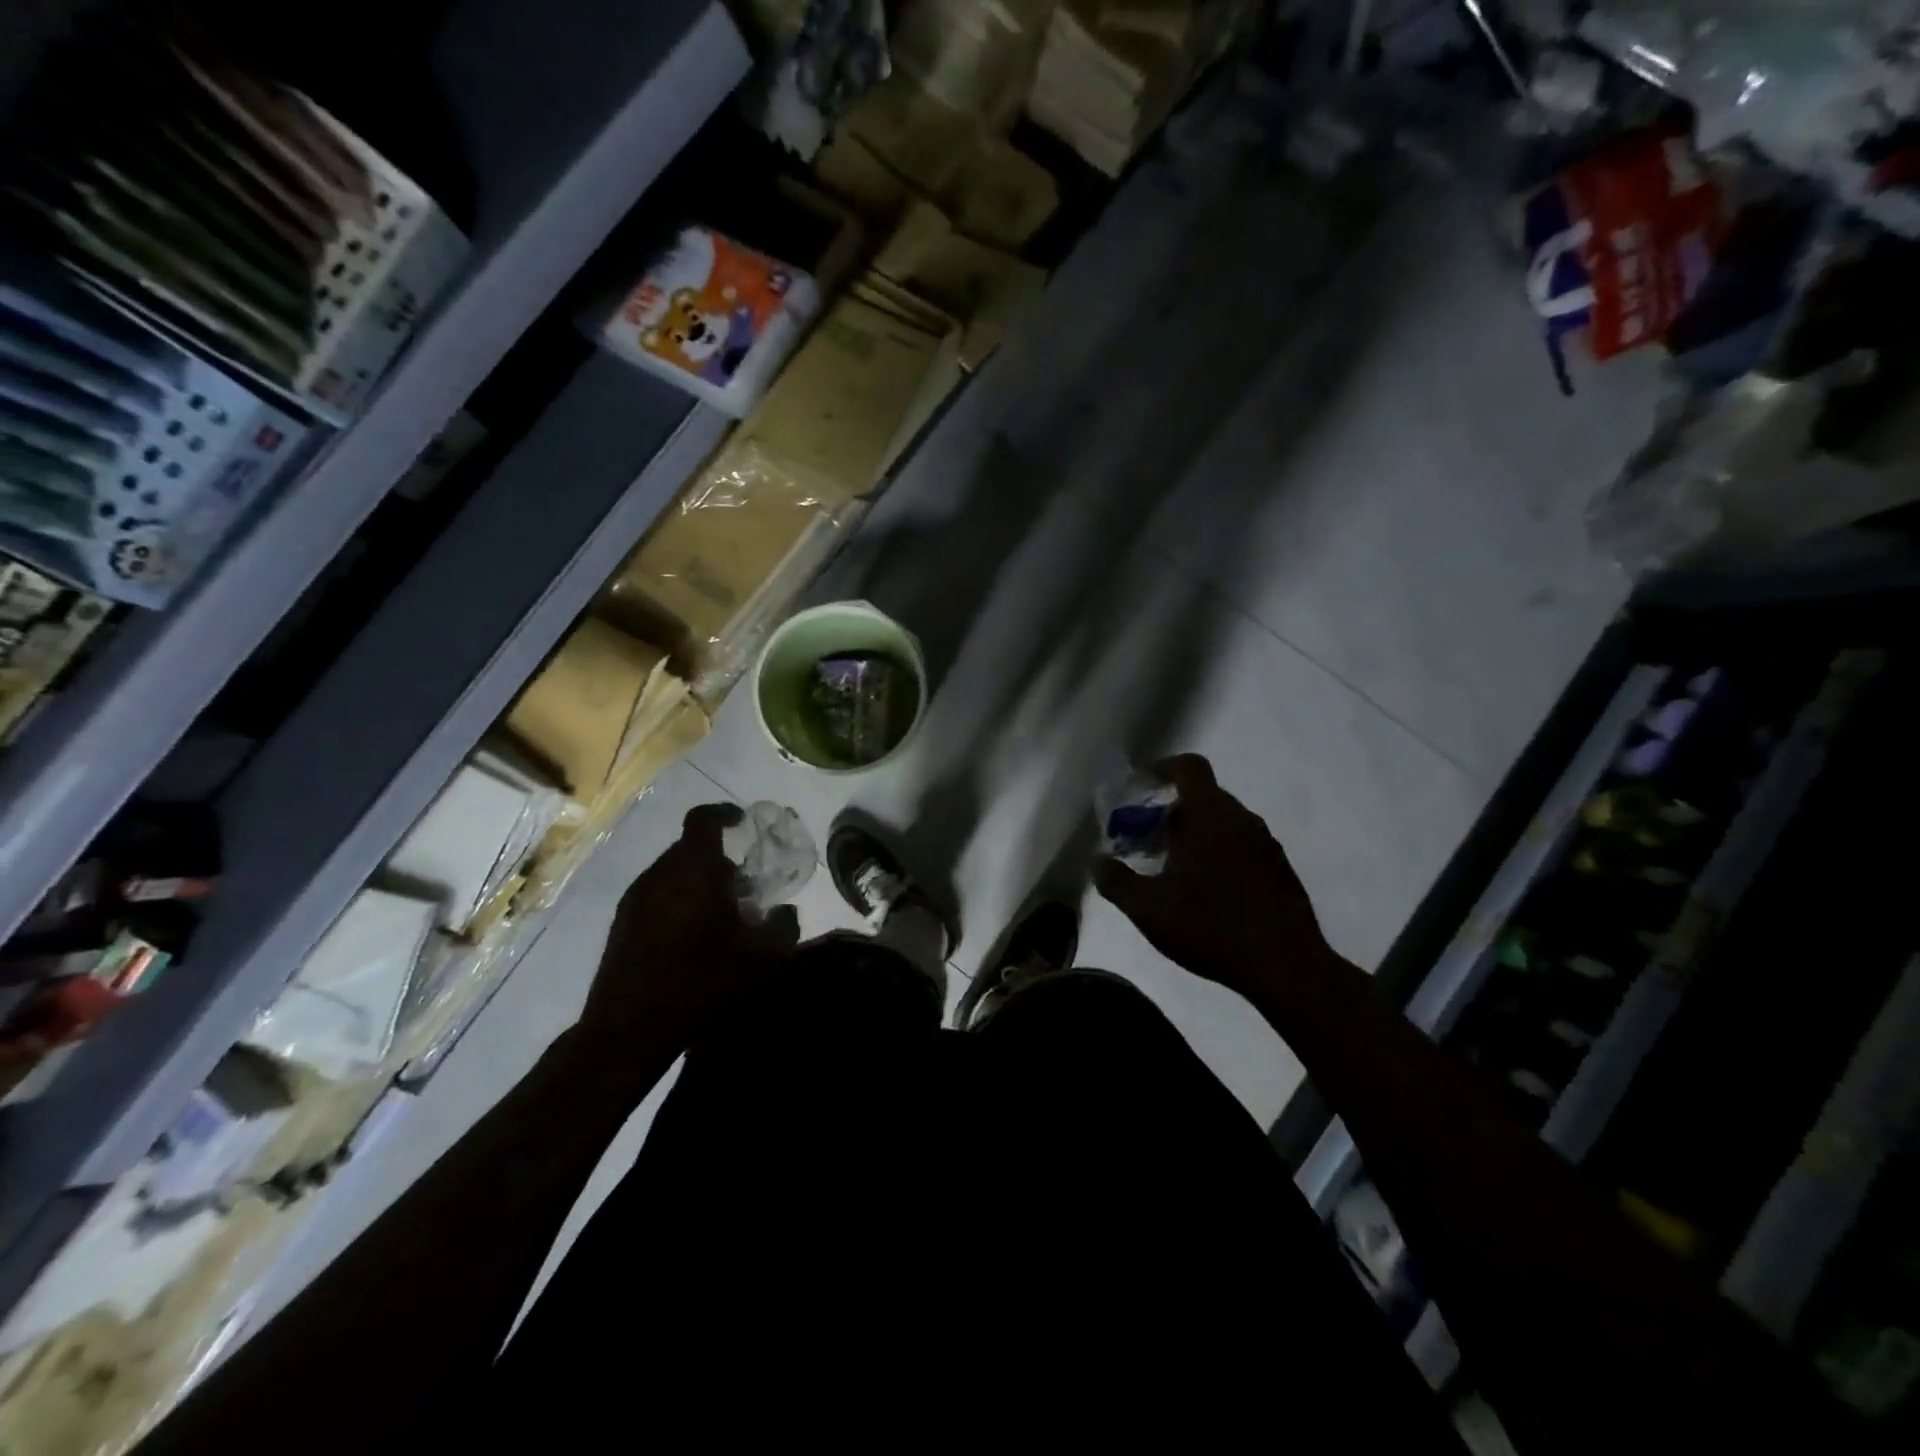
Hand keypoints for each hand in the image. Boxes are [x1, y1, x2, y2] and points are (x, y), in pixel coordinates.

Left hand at [582, 804, 799, 1050]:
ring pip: (672, 872)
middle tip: (743, 885)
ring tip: (720, 914)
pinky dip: (678, 900)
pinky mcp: (621, 924)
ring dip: (697, 881)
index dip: (724, 813)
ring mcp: (634, 899)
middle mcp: (659, 874)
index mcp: (693, 871)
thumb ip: (782, 926)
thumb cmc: (700, 983)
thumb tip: (785, 911)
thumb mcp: (761, 958)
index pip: (703, 820)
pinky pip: (656, 894)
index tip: (742, 822)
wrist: (629, 1031)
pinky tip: (692, 936)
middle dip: (718, 858)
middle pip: (690, 848)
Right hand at [1094, 754, 1336, 1001]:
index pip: (1189, 768)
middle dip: (1170, 813)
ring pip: (1223, 824)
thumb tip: (1096, 860)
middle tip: (1145, 840)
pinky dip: (1218, 855)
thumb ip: (1116, 881)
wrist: (1286, 966)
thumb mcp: (1148, 908)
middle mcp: (1242, 820)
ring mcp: (1267, 845)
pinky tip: (1204, 893)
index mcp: (1211, 815)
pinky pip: (1242, 847)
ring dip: (1195, 836)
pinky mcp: (1281, 871)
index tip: (1142, 784)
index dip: (1163, 767)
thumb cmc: (1210, 926)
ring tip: (1170, 870)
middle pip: (1203, 798)